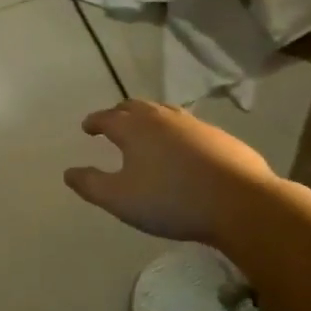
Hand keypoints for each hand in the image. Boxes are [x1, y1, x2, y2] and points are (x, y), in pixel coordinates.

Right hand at [64, 99, 277, 245]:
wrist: (241, 203)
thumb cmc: (171, 200)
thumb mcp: (120, 199)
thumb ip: (91, 185)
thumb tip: (69, 172)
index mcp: (134, 128)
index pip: (107, 117)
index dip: (94, 122)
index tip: (87, 128)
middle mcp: (162, 118)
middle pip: (135, 107)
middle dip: (120, 113)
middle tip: (113, 123)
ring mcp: (195, 125)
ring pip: (165, 113)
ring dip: (149, 119)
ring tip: (146, 132)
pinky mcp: (221, 138)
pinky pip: (189, 128)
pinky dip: (176, 133)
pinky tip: (182, 150)